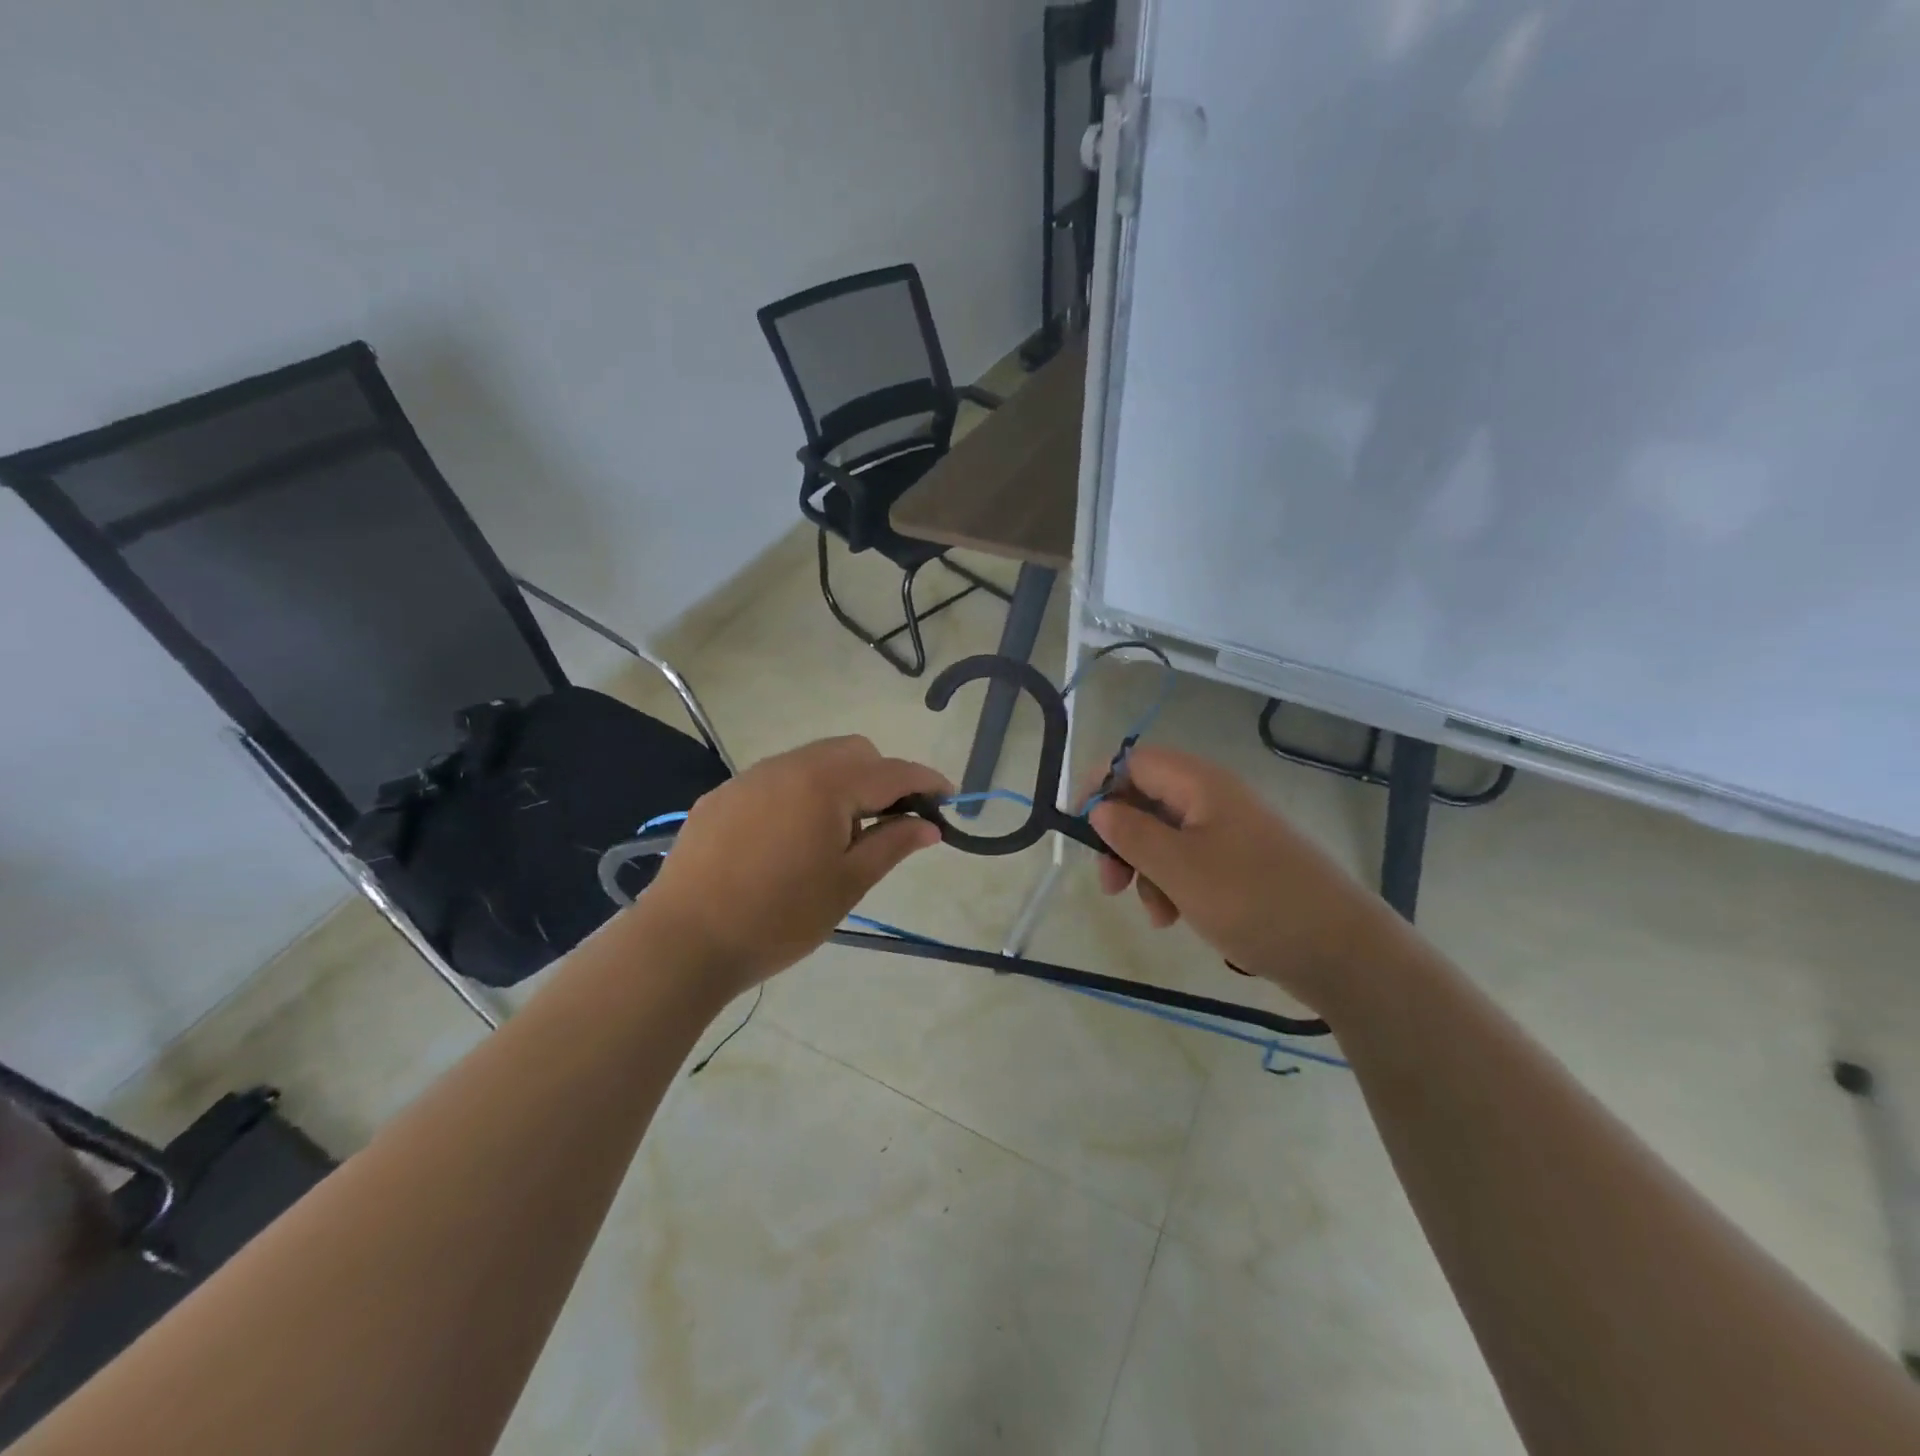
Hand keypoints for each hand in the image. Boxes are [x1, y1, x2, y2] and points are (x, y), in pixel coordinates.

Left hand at [638, 736, 949, 992]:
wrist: (683, 941)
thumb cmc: (778, 917)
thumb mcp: (847, 884)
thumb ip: (893, 844)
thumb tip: (931, 825)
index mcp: (826, 784)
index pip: (892, 771)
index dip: (926, 781)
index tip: (950, 797)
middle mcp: (789, 766)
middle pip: (853, 752)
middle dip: (882, 777)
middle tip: (888, 824)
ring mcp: (750, 777)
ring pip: (813, 761)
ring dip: (841, 783)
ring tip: (836, 837)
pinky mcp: (722, 796)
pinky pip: (777, 779)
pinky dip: (802, 794)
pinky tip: (789, 840)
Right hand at [1088, 746, 1397, 1009]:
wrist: (1342, 951)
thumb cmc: (1252, 900)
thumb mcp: (1178, 867)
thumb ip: (1130, 833)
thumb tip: (1099, 809)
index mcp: (1200, 784)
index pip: (1133, 761)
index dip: (1100, 786)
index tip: (1079, 827)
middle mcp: (1215, 798)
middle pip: (1147, 800)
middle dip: (1121, 840)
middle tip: (1110, 884)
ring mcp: (1232, 832)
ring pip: (1166, 836)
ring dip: (1147, 870)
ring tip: (1155, 913)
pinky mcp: (1243, 864)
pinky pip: (1192, 861)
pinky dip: (1174, 884)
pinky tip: (1177, 917)